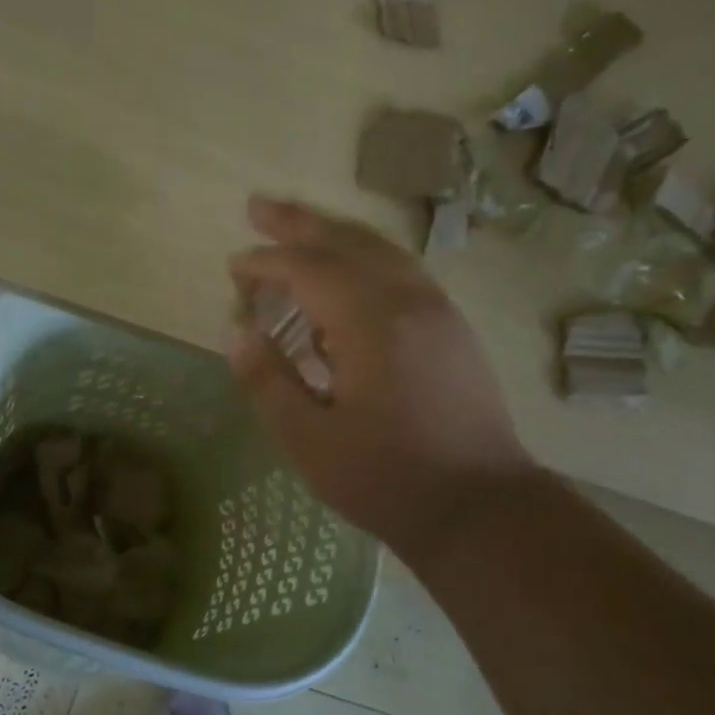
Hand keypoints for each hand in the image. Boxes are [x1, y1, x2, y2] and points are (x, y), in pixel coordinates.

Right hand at [227, 196, 537, 559]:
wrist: (481, 508)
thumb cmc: (387, 479)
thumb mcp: (309, 441)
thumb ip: (268, 381)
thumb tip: (236, 332)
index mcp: (372, 323)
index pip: (309, 269)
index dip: (266, 262)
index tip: (233, 265)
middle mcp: (409, 301)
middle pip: (348, 241)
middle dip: (299, 222)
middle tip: (258, 206)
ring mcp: (438, 311)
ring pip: (380, 251)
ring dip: (335, 234)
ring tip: (298, 228)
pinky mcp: (452, 330)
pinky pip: (402, 272)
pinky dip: (365, 259)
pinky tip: (348, 278)